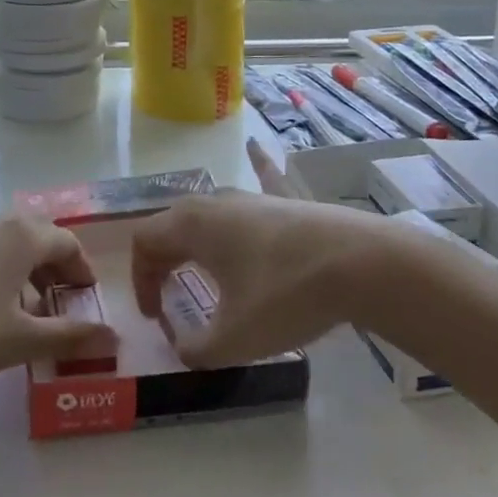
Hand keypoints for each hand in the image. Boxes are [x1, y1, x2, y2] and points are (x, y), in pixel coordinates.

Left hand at [0, 214, 119, 396]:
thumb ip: (68, 337)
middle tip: (63, 308)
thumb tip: (114, 338)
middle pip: (40, 238)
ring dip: (28, 272)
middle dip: (57, 270)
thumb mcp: (19, 341)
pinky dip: (0, 272)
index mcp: (22, 235)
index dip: (84, 272)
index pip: (68, 244)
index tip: (89, 302)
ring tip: (27, 314)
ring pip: (10, 244)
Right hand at [129, 191, 383, 367]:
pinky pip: (259, 178)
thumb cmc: (284, 296)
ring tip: (203, 269)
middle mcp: (214, 202)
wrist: (357, 263)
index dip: (140, 280)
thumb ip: (197, 349)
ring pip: (208, 212)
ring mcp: (251, 196)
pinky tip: (255, 147)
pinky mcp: (284, 201)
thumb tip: (184, 347)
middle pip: (171, 224)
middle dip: (162, 261)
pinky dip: (251, 169)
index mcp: (191, 225)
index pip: (144, 241)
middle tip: (170, 298)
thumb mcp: (234, 338)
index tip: (155, 317)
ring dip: (195, 240)